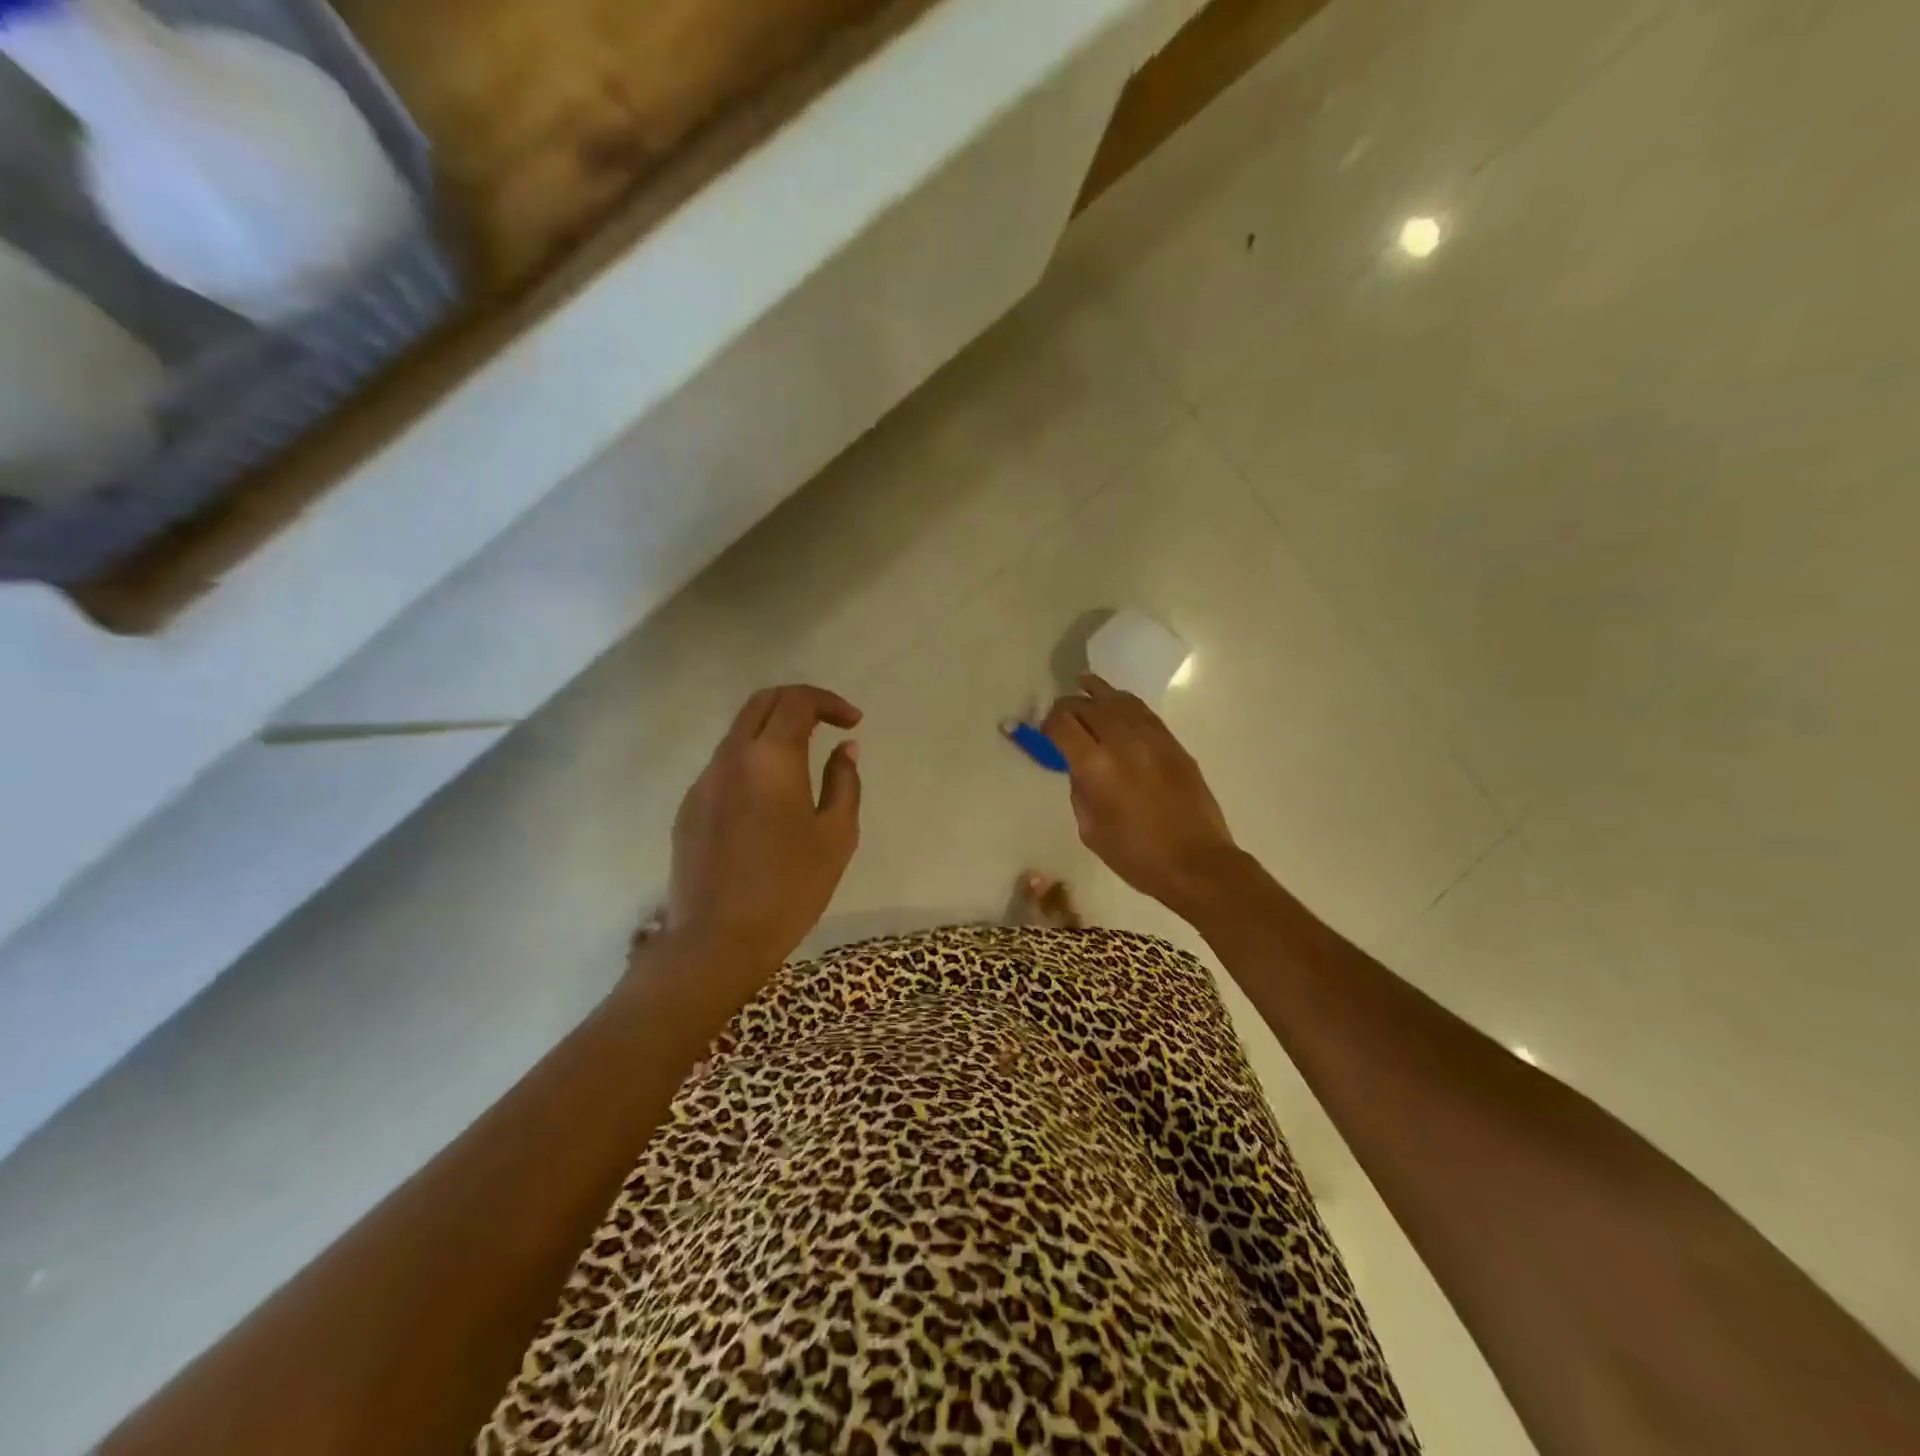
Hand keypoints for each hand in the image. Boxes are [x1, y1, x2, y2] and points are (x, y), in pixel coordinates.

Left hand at [657, 684, 862, 984]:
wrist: (717, 940)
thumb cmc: (789, 888)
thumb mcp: (836, 836)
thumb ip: (844, 783)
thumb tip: (845, 749)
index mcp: (771, 758)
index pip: (797, 700)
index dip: (829, 701)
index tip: (853, 722)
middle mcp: (730, 757)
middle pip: (761, 703)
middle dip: (798, 702)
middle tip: (828, 723)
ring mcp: (703, 782)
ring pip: (738, 733)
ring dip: (773, 731)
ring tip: (803, 760)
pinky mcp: (688, 808)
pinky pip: (724, 766)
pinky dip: (752, 761)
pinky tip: (769, 798)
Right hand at [1043, 674, 1240, 920]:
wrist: (1197, 863)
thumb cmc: (1136, 856)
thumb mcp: (1090, 829)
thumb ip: (1080, 790)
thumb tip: (1080, 767)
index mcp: (1095, 767)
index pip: (1063, 724)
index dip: (1048, 723)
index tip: (1045, 731)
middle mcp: (1122, 742)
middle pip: (1088, 706)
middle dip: (1069, 706)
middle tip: (1061, 715)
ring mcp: (1152, 739)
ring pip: (1118, 700)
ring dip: (1097, 693)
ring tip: (1084, 685)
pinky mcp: (1173, 744)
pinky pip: (1143, 712)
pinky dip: (1124, 703)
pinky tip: (1117, 703)